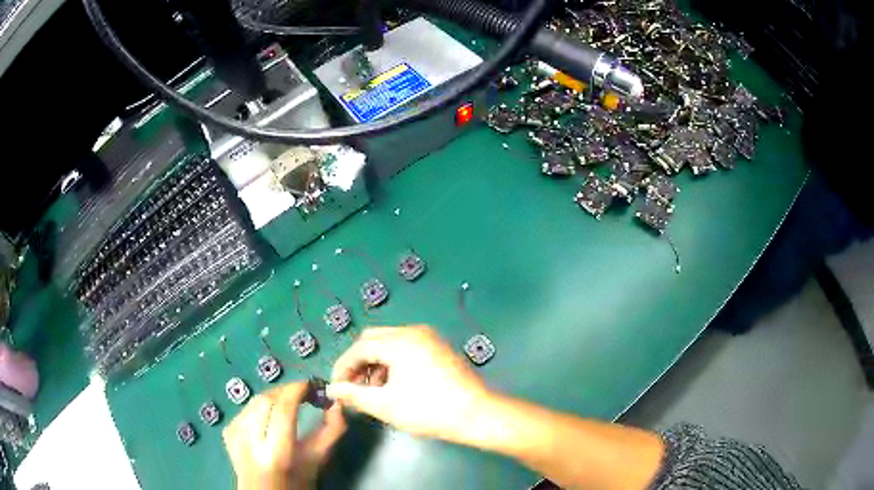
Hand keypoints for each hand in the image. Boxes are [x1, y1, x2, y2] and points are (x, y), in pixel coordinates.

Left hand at [223, 382, 345, 489]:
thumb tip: (336, 402)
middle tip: (302, 394)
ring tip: (288, 403)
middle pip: (266, 400)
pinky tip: (269, 417)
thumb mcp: (318, 460)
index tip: (311, 386)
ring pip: (254, 401)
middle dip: (285, 392)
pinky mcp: (227, 431)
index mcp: (277, 453)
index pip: (283, 408)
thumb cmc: (296, 481)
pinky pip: (246, 408)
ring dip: (274, 397)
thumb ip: (331, 431)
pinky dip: (260, 406)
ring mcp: (235, 435)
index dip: (296, 390)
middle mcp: (251, 441)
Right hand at [327, 326, 492, 445]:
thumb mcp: (385, 405)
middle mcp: (414, 332)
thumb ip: (354, 394)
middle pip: (373, 340)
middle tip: (352, 387)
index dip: (343, 367)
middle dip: (358, 363)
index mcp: (400, 341)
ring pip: (389, 344)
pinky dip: (392, 363)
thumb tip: (333, 390)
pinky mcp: (438, 348)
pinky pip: (406, 348)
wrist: (476, 414)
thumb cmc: (429, 410)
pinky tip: (392, 386)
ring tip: (372, 391)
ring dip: (375, 363)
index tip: (336, 388)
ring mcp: (429, 338)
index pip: (359, 348)